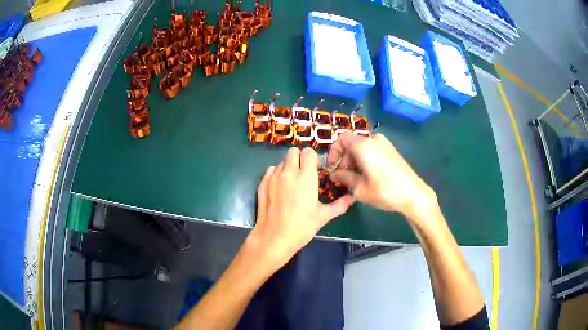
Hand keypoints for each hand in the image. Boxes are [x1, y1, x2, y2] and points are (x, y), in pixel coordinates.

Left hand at [250, 147, 354, 268]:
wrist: (274, 238)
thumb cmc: (302, 227)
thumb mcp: (323, 216)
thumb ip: (340, 205)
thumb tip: (353, 197)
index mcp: (306, 177)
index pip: (309, 152)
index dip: (313, 158)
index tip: (315, 170)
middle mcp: (289, 172)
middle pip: (293, 151)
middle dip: (300, 159)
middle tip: (304, 174)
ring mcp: (273, 177)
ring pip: (282, 161)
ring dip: (288, 167)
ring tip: (291, 183)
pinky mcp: (262, 183)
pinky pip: (271, 170)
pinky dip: (277, 174)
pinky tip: (279, 188)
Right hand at [328, 133, 436, 220]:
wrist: (414, 194)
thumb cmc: (385, 191)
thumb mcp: (360, 188)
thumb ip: (344, 178)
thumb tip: (334, 174)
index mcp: (363, 145)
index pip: (341, 139)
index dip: (333, 152)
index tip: (333, 167)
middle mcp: (374, 139)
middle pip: (352, 143)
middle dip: (344, 159)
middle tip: (344, 177)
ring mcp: (385, 144)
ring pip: (362, 147)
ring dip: (355, 160)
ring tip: (356, 179)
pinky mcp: (392, 150)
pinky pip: (372, 150)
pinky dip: (365, 159)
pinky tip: (368, 176)